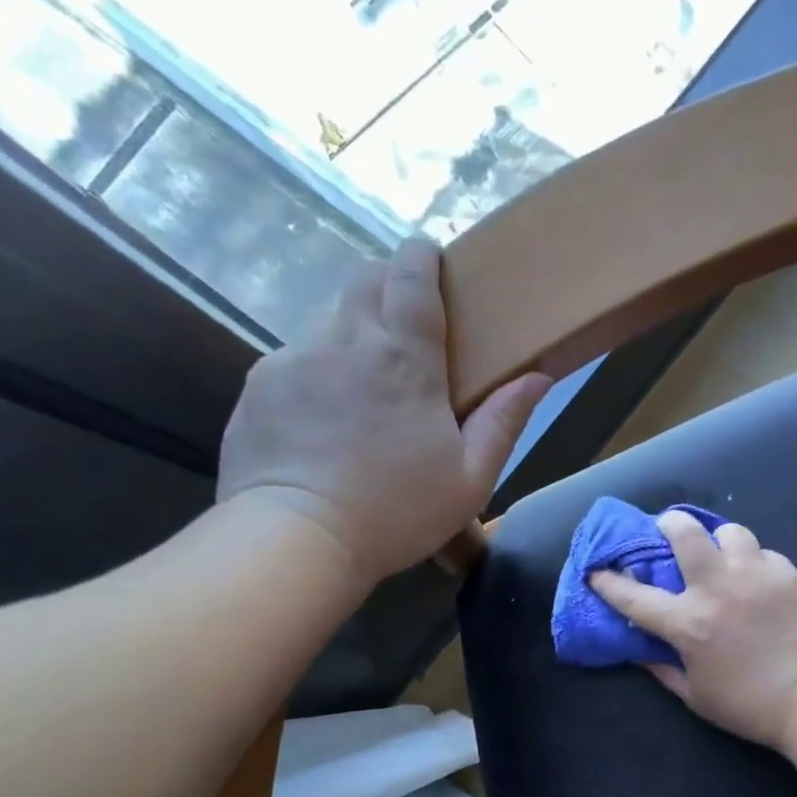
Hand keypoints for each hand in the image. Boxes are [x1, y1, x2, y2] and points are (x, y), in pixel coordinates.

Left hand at [216, 239, 550, 584]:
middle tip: (404, 326)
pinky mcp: (258, 386)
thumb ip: (504, 422)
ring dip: (351, 334)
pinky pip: (292, 359)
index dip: (422, 256)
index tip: (431, 259)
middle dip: (387, 285)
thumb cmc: (396, 512)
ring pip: (326, 319)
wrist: (296, 540)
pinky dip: (315, 372)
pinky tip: (322, 419)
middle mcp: (344, 341)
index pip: (411, 275)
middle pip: (364, 279)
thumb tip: (538, 376)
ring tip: (362, 384)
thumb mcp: (470, 479)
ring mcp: (293, 359)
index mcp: (404, 358)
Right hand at [590, 511, 796, 748]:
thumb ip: (662, 669)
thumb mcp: (694, 696)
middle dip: (668, 524)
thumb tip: (639, 651)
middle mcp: (717, 588)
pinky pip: (764, 553)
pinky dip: (754, 562)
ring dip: (719, 541)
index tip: (597, 571)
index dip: (609, 582)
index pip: (635, 596)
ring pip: (730, 532)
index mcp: (688, 623)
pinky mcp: (787, 574)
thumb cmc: (748, 705)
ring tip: (722, 554)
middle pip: (685, 533)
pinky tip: (757, 579)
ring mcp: (755, 576)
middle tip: (667, 530)